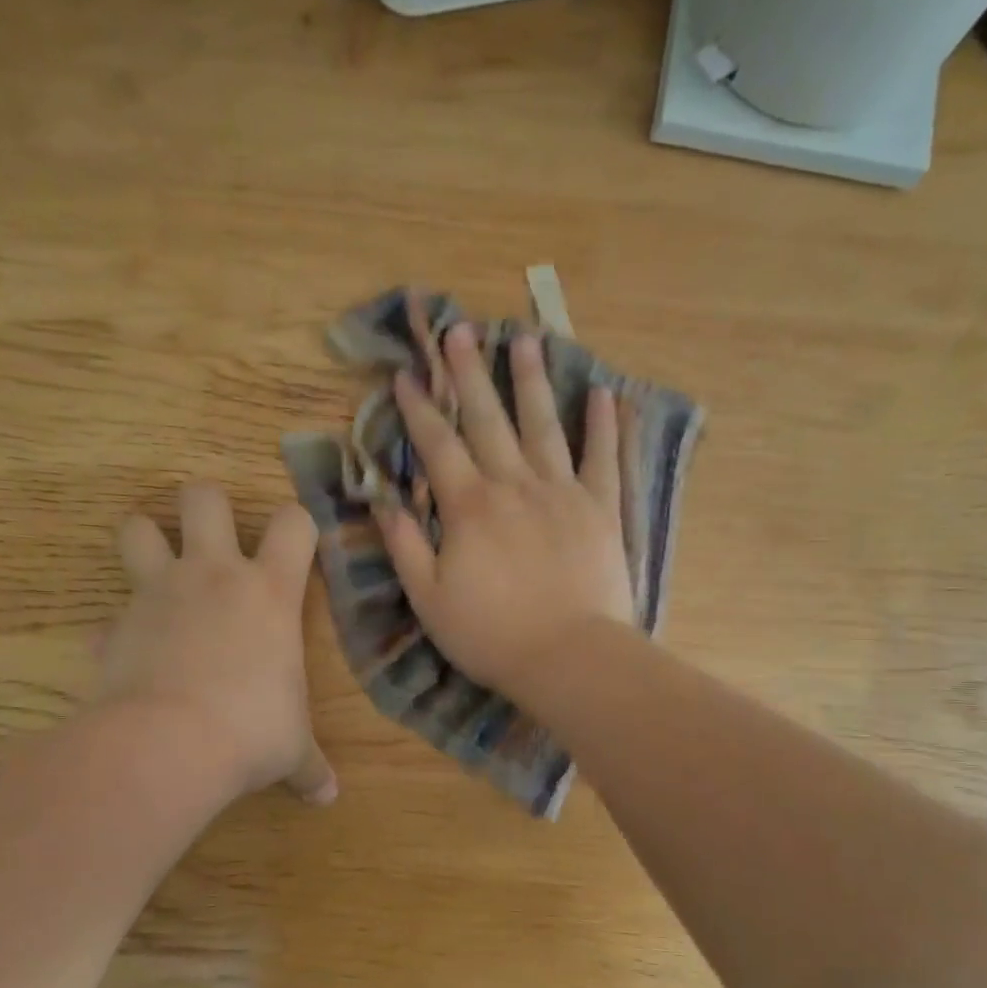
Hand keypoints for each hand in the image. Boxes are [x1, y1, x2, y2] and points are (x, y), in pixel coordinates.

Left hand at [100, 482, 336, 804]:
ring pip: (137, 527)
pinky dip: (116, 630)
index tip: (296, 542)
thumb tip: (328, 797)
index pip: (294, 522)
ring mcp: (158, 593)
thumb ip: (309, 766)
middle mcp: (214, 575)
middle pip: (203, 497)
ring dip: (145, 539)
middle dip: (206, 504)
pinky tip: (124, 653)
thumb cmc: (251, 731)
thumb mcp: (290, 748)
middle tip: (212, 534)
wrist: (169, 744)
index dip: (297, 523)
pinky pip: (109, 615)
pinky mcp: (116, 624)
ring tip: (156, 566)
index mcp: (269, 590)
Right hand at [375, 322, 632, 697]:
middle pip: (488, 420)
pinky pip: (603, 459)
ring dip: (531, 381)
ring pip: (543, 425)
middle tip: (460, 329)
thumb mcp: (429, 598)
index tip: (406, 374)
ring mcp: (562, 493)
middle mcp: (514, 485)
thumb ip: (405, 545)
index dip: (419, 409)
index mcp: (469, 507)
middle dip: (469, 374)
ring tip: (526, 338)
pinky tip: (603, 394)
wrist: (568, 658)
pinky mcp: (600, 510)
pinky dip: (603, 426)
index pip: (437, 446)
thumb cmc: (491, 635)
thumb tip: (383, 500)